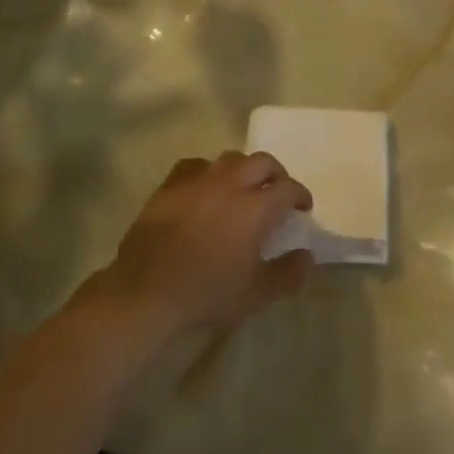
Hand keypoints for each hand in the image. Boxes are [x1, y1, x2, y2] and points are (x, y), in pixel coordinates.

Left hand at [87, 151, 314, 343]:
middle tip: (277, 192)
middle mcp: (230, 184)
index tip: (302, 208)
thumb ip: (286, 274)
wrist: (146, 292)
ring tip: (242, 188)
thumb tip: (307, 256)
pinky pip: (196, 165)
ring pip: (230, 159)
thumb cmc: (205, 294)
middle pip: (262, 162)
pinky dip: (208, 172)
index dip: (300, 195)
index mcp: (255, 208)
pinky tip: (205, 188)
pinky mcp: (171, 184)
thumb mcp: (254, 294)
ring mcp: (198, 180)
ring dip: (243, 169)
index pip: (287, 188)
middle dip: (276, 173)